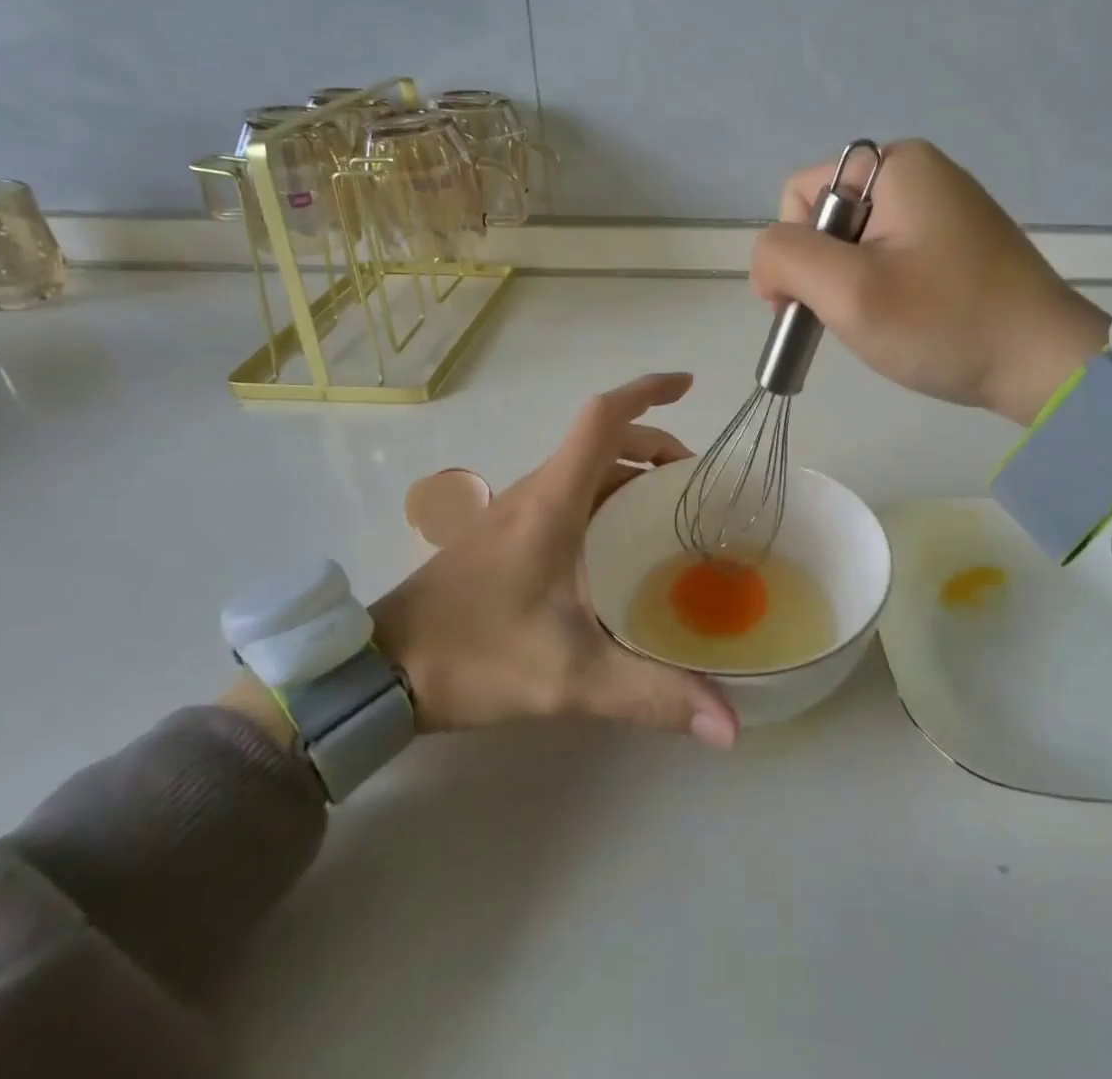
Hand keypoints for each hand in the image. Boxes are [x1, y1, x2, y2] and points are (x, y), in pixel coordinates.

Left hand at [371, 373, 737, 748]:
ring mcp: (517, 513)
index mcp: (554, 502)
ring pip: (585, 469)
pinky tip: (624, 547)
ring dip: (631, 472)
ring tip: (672, 512)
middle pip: (603, 440)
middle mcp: (536, 493)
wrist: (381, 671)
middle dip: (656, 445)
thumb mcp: (571, 678)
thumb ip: (651, 696)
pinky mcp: (507, 536)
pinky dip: (608, 498)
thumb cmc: (476, 654)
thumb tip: (730, 726)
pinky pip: (569, 496)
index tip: (690, 386)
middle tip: (697, 484)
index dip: (648, 392)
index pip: (603, 419)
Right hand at [749, 140, 1110, 425]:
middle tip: (851, 319)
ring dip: (850, 286)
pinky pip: (891, 255)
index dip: (791, 252)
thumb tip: (769, 262)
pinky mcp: (958, 240)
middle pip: (827, 218)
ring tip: (881, 324)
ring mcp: (943, 207)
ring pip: (855, 242)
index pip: (800, 195)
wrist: (1044, 365)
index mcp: (895, 164)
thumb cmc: (944, 323)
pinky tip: (905, 320)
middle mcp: (920, 172)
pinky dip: (882, 289)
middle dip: (823, 272)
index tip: (811, 306)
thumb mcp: (848, 291)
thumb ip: (785, 258)